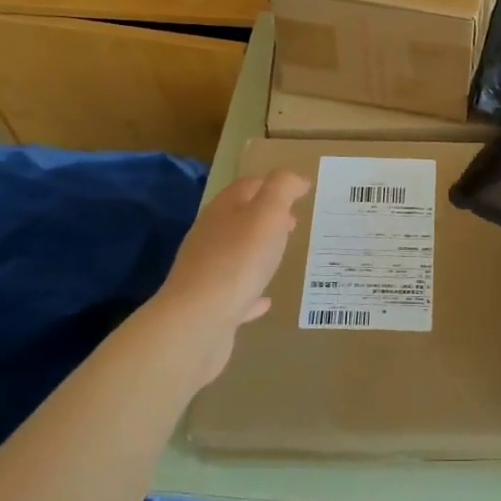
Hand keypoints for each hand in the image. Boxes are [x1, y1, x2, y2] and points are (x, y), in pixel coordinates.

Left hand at [138, 170, 312, 388]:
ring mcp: (206, 272)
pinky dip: (251, 292)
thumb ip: (282, 188)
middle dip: (266, 217)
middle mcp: (209, 237)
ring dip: (257, 251)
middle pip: (239, 218)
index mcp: (222, 211)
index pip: (248, 186)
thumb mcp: (268, 213)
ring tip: (281, 255)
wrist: (197, 322)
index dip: (274, 184)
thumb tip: (294, 178)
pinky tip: (265, 300)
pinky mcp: (208, 306)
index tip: (302, 191)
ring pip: (235, 254)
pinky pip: (235, 293)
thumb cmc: (237, 260)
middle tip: (293, 222)